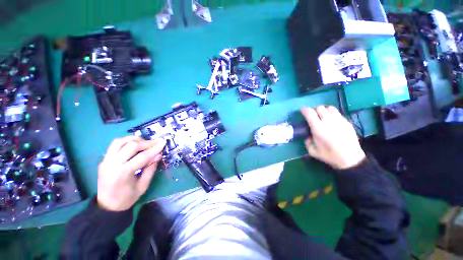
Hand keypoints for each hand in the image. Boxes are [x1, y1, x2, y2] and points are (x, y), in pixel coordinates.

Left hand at [97, 136, 166, 210]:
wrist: (107, 206)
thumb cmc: (127, 198)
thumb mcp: (143, 186)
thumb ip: (151, 169)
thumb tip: (158, 155)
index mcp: (122, 173)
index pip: (142, 156)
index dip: (155, 148)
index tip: (163, 142)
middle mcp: (112, 164)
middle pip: (131, 146)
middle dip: (146, 142)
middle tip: (156, 143)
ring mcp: (105, 161)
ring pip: (120, 141)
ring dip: (134, 139)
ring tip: (144, 142)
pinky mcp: (104, 160)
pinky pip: (115, 145)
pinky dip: (126, 141)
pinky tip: (134, 144)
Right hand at [301, 106, 365, 168]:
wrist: (351, 159)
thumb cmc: (330, 155)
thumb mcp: (313, 151)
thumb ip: (307, 142)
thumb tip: (308, 136)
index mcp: (318, 128)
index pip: (309, 113)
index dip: (304, 110)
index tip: (302, 111)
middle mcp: (328, 121)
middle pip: (320, 108)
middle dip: (314, 110)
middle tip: (313, 116)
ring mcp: (339, 120)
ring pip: (330, 108)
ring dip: (324, 111)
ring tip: (323, 117)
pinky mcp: (347, 122)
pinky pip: (338, 113)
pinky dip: (332, 115)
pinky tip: (333, 122)